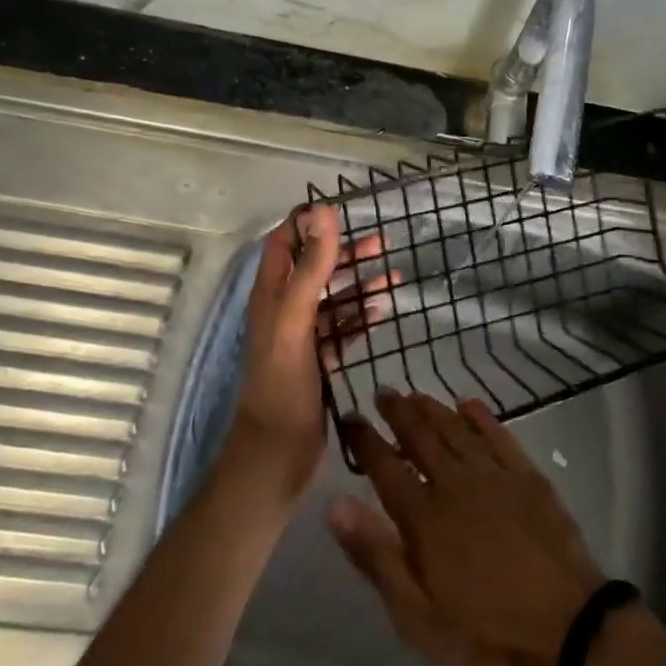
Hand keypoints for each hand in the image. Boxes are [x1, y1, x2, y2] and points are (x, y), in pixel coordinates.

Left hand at [234, 206, 394, 496]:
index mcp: (270, 296)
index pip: (283, 244)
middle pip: (314, 269)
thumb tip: (323, 212)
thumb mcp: (295, 319)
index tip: (341, 209)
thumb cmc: (282, 384)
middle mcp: (284, 311)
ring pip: (333, 299)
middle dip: (344, 252)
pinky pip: (344, 329)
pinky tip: (385, 309)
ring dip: (360, 284)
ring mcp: (302, 338)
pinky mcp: (319, 362)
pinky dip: (363, 316)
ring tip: (394, 274)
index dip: (306, 223)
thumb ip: (311, 267)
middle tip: (382, 242)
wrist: (277, 456)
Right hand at [329, 391, 606, 665]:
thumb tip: (336, 505)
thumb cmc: (485, 637)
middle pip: (422, 438)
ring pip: (457, 430)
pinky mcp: (529, 478)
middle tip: (384, 392)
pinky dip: (481, 417)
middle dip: (399, 413)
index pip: (386, 468)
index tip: (350, 417)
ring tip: (416, 395)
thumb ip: (376, 557)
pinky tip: (469, 404)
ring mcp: (496, 477)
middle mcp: (456, 484)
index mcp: (425, 518)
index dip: (366, 441)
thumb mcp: (417, 618)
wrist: (569, 633)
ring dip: (434, 409)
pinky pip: (499, 436)